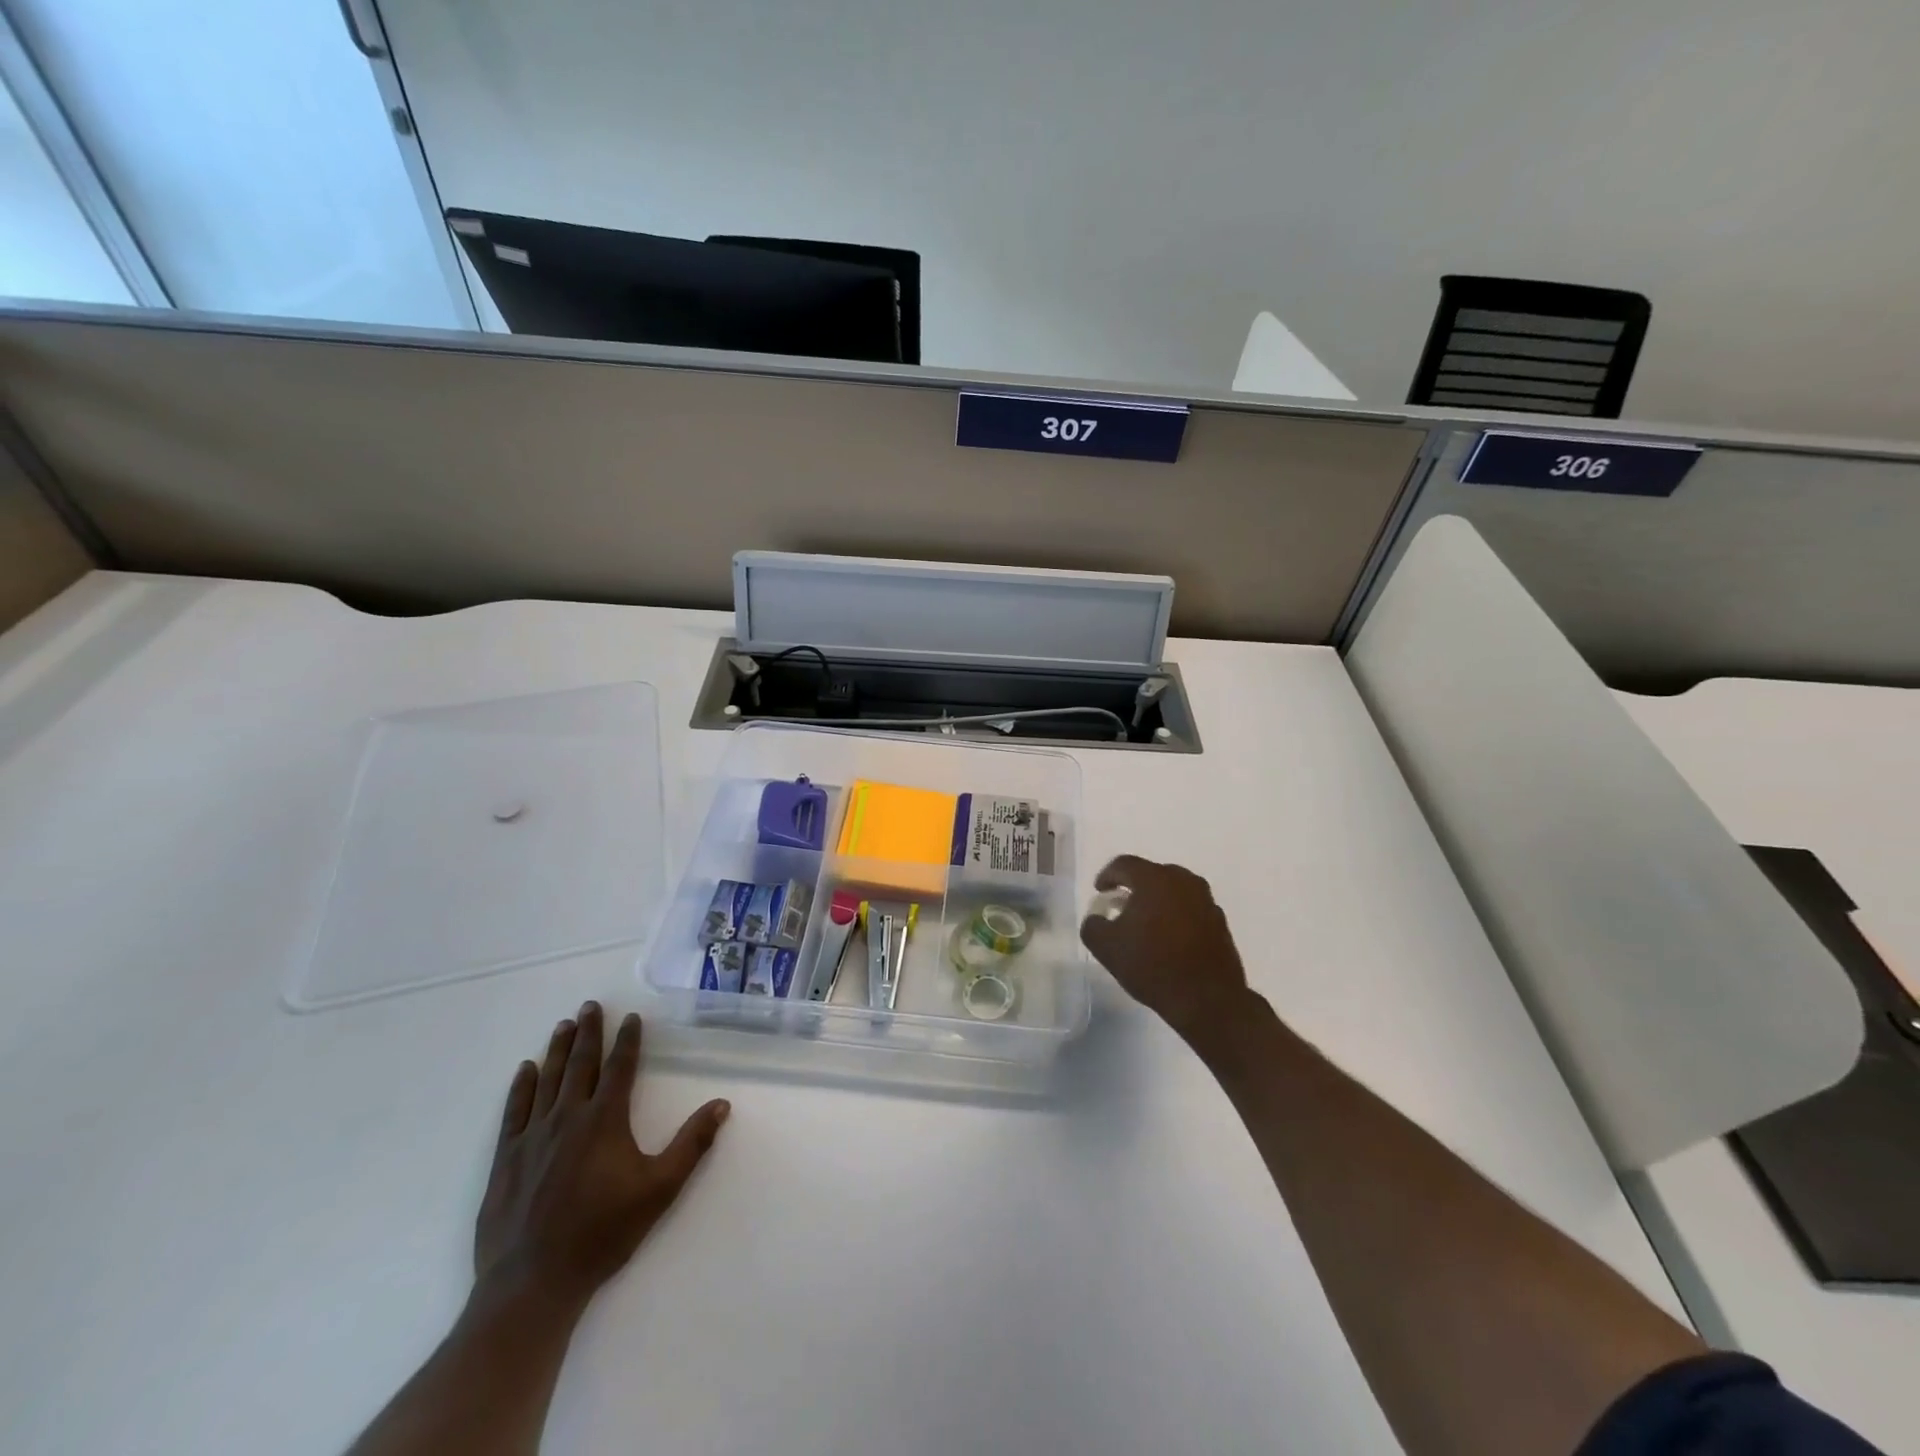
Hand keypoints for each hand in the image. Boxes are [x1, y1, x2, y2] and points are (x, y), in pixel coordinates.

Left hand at [475, 1002, 729, 1308]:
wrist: (532, 1283)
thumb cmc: (602, 1234)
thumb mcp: (660, 1190)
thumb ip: (692, 1144)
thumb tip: (722, 1104)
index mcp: (605, 1120)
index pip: (620, 1068)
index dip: (628, 1040)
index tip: (631, 1018)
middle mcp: (568, 1117)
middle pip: (581, 1064)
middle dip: (589, 1032)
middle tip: (590, 1005)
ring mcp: (532, 1137)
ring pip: (547, 1079)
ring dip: (557, 1049)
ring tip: (564, 1024)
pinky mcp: (506, 1159)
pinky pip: (515, 1110)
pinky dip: (522, 1085)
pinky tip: (526, 1069)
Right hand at [1079, 856, 1253, 1047]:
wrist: (1207, 999)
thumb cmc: (1153, 965)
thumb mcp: (1107, 948)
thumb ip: (1093, 925)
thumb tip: (1098, 918)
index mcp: (1155, 879)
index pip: (1124, 864)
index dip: (1107, 876)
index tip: (1100, 892)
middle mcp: (1183, 881)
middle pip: (1152, 874)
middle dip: (1134, 888)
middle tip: (1121, 907)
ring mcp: (1206, 900)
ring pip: (1173, 891)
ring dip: (1157, 902)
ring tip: (1145, 925)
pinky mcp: (1220, 922)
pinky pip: (1190, 909)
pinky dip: (1176, 916)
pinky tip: (1169, 940)